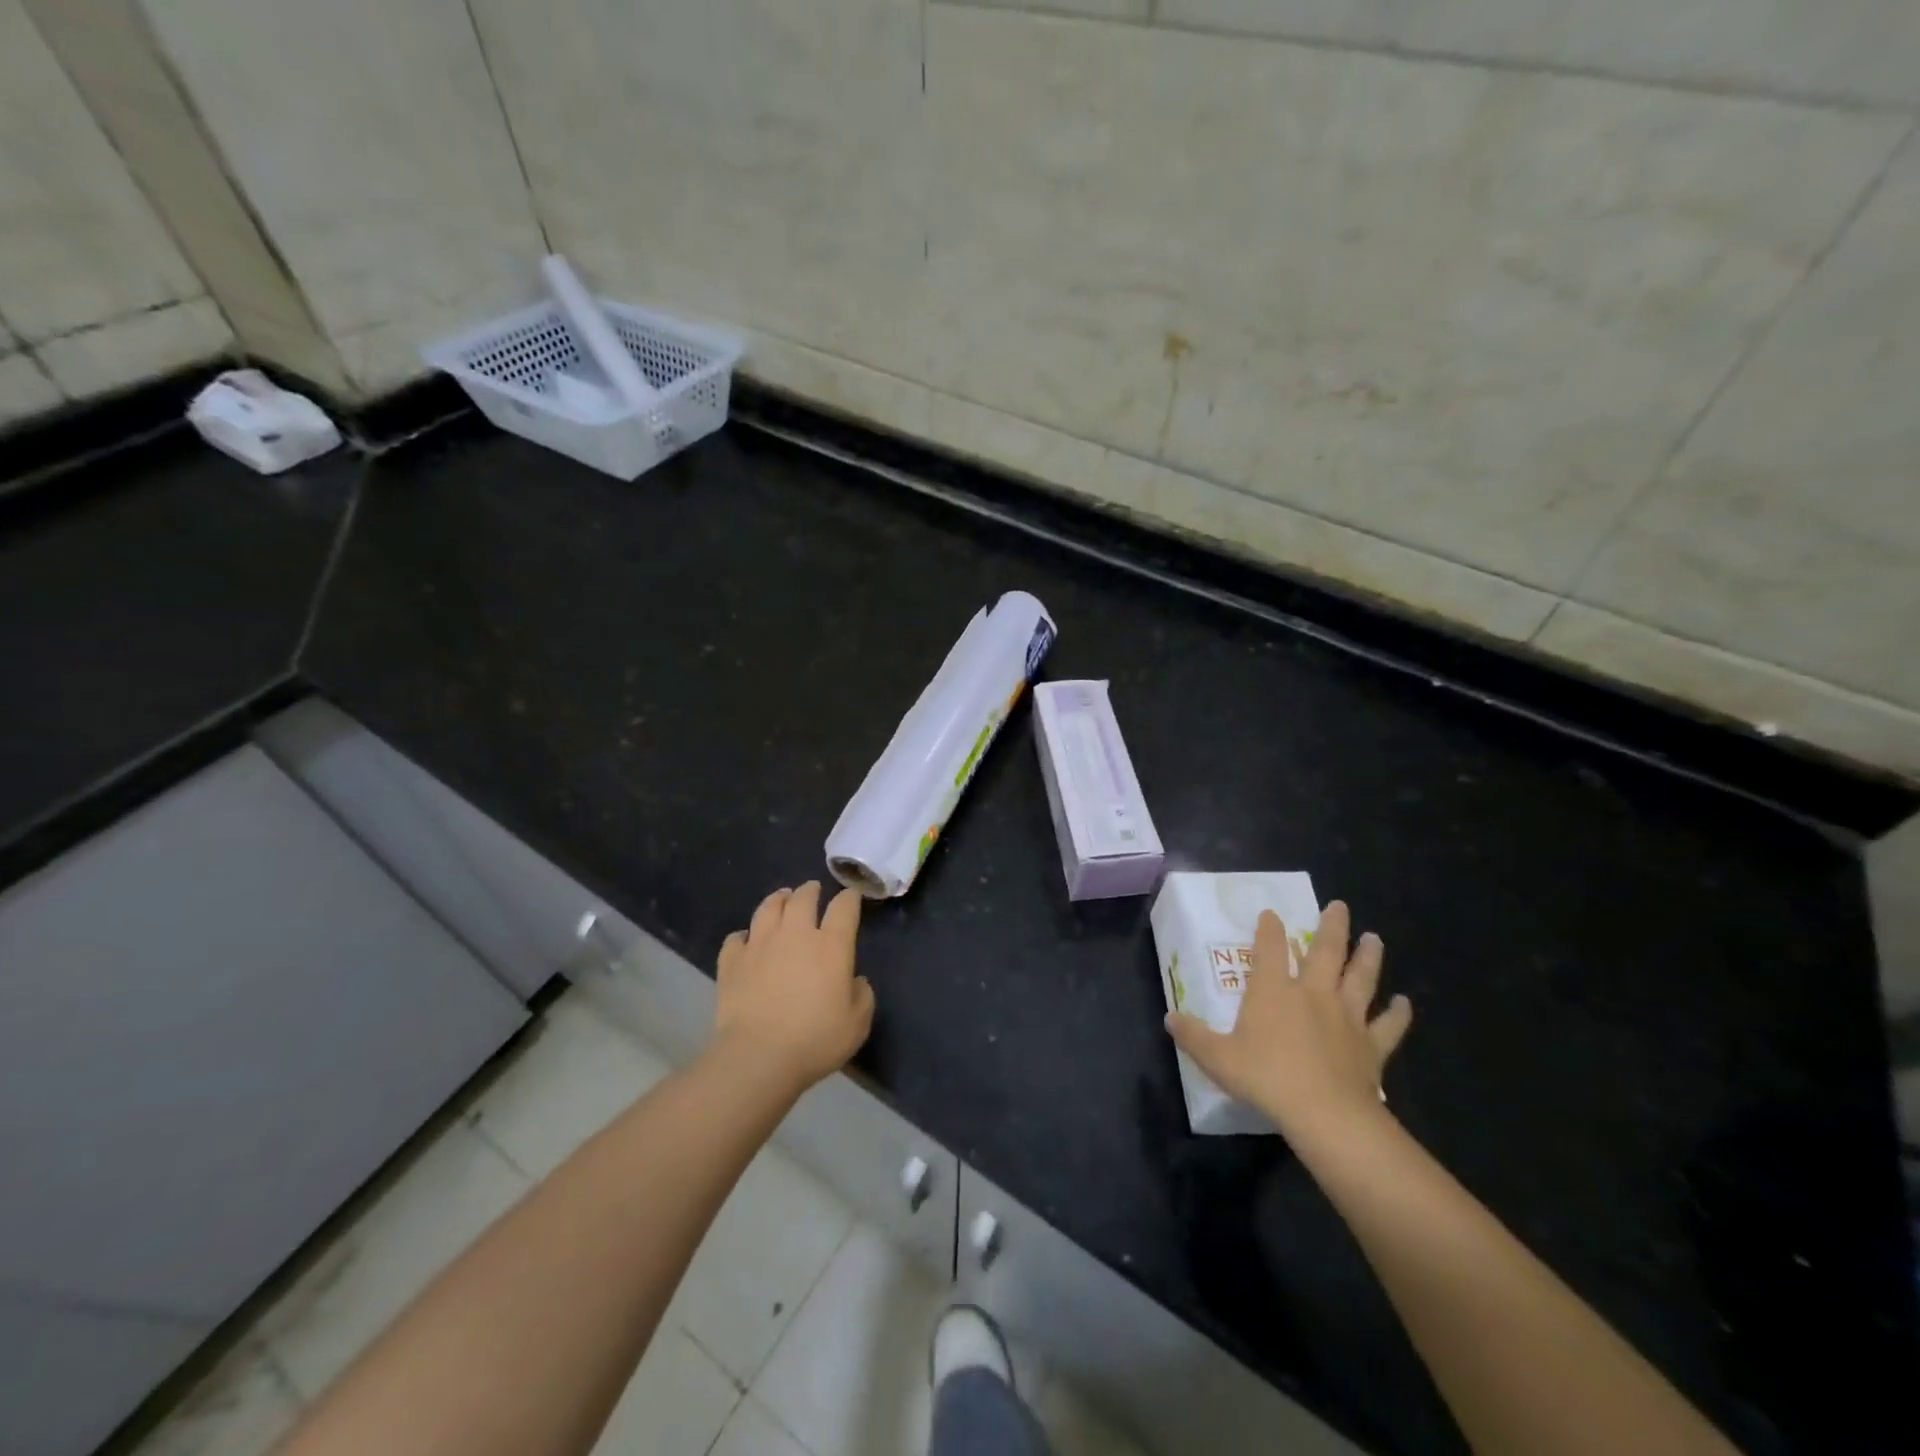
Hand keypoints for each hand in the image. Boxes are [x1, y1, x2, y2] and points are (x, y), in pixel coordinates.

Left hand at [714, 881, 874, 1092]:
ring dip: (777, 899)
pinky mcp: (732, 962)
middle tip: (813, 890)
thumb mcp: (858, 1023)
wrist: (758, 1057)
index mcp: (831, 945)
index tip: (851, 897)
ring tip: (781, 898)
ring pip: (768, 908)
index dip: (850, 898)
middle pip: (803, 898)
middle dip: (810, 890)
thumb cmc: (815, 1040)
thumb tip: (855, 981)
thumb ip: (862, 995)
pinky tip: (746, 941)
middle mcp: (795, 935)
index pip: (844, 907)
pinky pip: (736, 938)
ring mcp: (760, 945)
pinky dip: (743, 936)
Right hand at [1164, 901, 1411, 1142]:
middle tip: (1339, 906)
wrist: (1325, 1113)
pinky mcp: (1371, 1046)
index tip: (1271, 913)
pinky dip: (1398, 1013)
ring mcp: (1346, 1017)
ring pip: (1360, 978)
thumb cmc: (1266, 1077)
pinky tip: (1404, 1003)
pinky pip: (1388, 1026)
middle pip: (1326, 951)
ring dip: (1368, 957)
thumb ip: (1193, 1036)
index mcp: (1273, 990)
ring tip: (1374, 938)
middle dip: (1332, 926)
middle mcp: (1312, 993)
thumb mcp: (1217, 1057)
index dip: (1269, 928)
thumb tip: (1170, 1018)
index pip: (1269, 948)